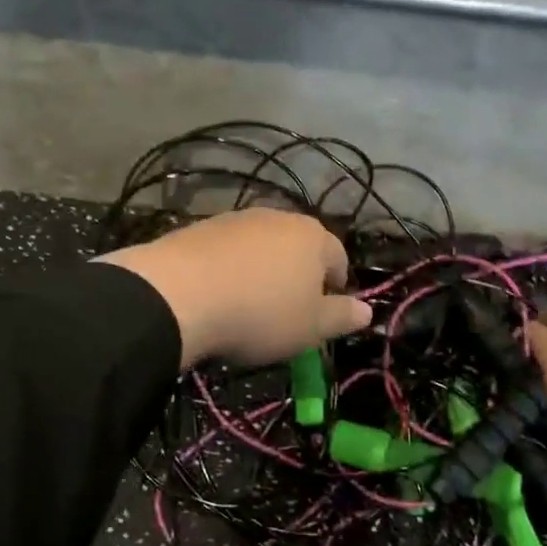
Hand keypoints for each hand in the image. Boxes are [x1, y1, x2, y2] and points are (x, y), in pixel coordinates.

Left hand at [96, 208, 372, 369]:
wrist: (178, 294)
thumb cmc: (260, 313)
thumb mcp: (310, 327)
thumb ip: (342, 317)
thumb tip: (367, 311)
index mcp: (313, 237)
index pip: (338, 257)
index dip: (335, 287)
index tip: (322, 315)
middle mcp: (278, 217)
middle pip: (298, 247)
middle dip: (297, 276)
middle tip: (286, 312)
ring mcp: (237, 218)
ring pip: (262, 247)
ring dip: (262, 271)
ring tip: (247, 306)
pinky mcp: (201, 227)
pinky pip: (228, 250)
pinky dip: (230, 269)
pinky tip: (217, 295)